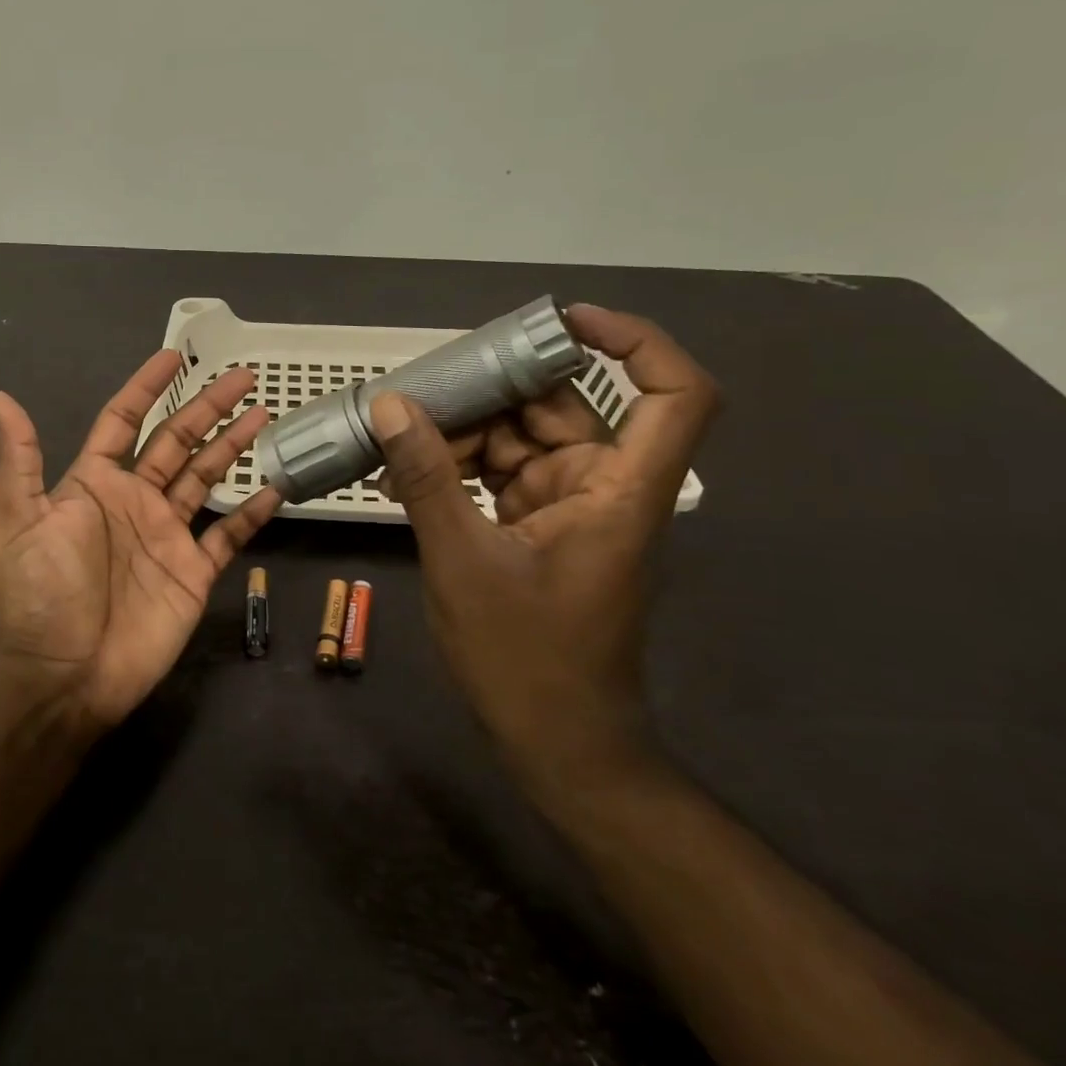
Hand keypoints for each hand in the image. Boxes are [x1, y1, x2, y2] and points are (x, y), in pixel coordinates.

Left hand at [0, 351, 281, 727]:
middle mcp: (134, 500)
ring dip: (234, 446)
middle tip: (242, 376)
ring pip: (206, 477)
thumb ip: (18, 458)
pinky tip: (275, 486)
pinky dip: (251, 511)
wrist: (64, 674)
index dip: (146, 386)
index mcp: (93, 483)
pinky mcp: (193, 571)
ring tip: (264, 414)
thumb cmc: (38, 591)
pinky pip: (228, 534)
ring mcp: (167, 535)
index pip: (124, 420)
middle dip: (208, 407)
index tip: (173, 355)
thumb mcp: (14, 519)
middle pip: (177, 440)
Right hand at [371, 305, 719, 800]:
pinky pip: (504, 473)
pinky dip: (461, 468)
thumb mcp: (462, 560)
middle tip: (421, 390)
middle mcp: (604, 487)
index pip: (673, 395)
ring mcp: (572, 507)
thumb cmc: (525, 658)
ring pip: (523, 439)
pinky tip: (407, 474)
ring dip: (464, 435)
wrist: (556, 743)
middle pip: (563, 408)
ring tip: (397, 442)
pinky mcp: (543, 526)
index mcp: (617, 491)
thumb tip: (392, 405)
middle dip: (493, 394)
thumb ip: (428, 477)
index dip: (635, 343)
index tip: (564, 322)